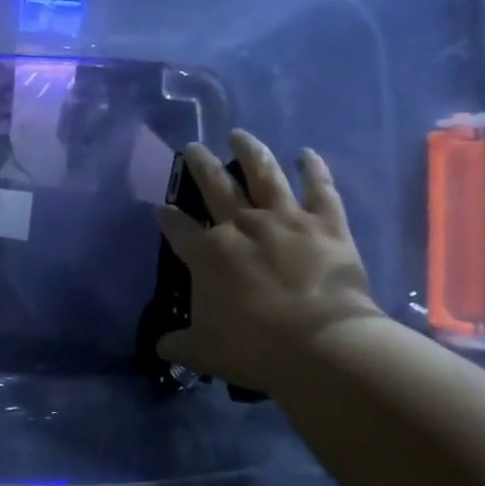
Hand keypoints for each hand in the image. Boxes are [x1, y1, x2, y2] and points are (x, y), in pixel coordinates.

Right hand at [154, 130, 381, 388]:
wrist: (321, 344)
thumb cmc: (254, 347)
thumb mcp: (203, 351)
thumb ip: (178, 344)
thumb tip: (160, 347)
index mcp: (208, 254)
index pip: (178, 228)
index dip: (166, 217)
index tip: (159, 208)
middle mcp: (241, 226)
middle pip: (215, 186)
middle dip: (200, 165)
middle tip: (192, 148)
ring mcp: (284, 219)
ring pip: (263, 174)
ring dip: (250, 151)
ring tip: (239, 135)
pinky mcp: (325, 224)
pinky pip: (320, 189)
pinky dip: (314, 169)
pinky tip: (306, 153)